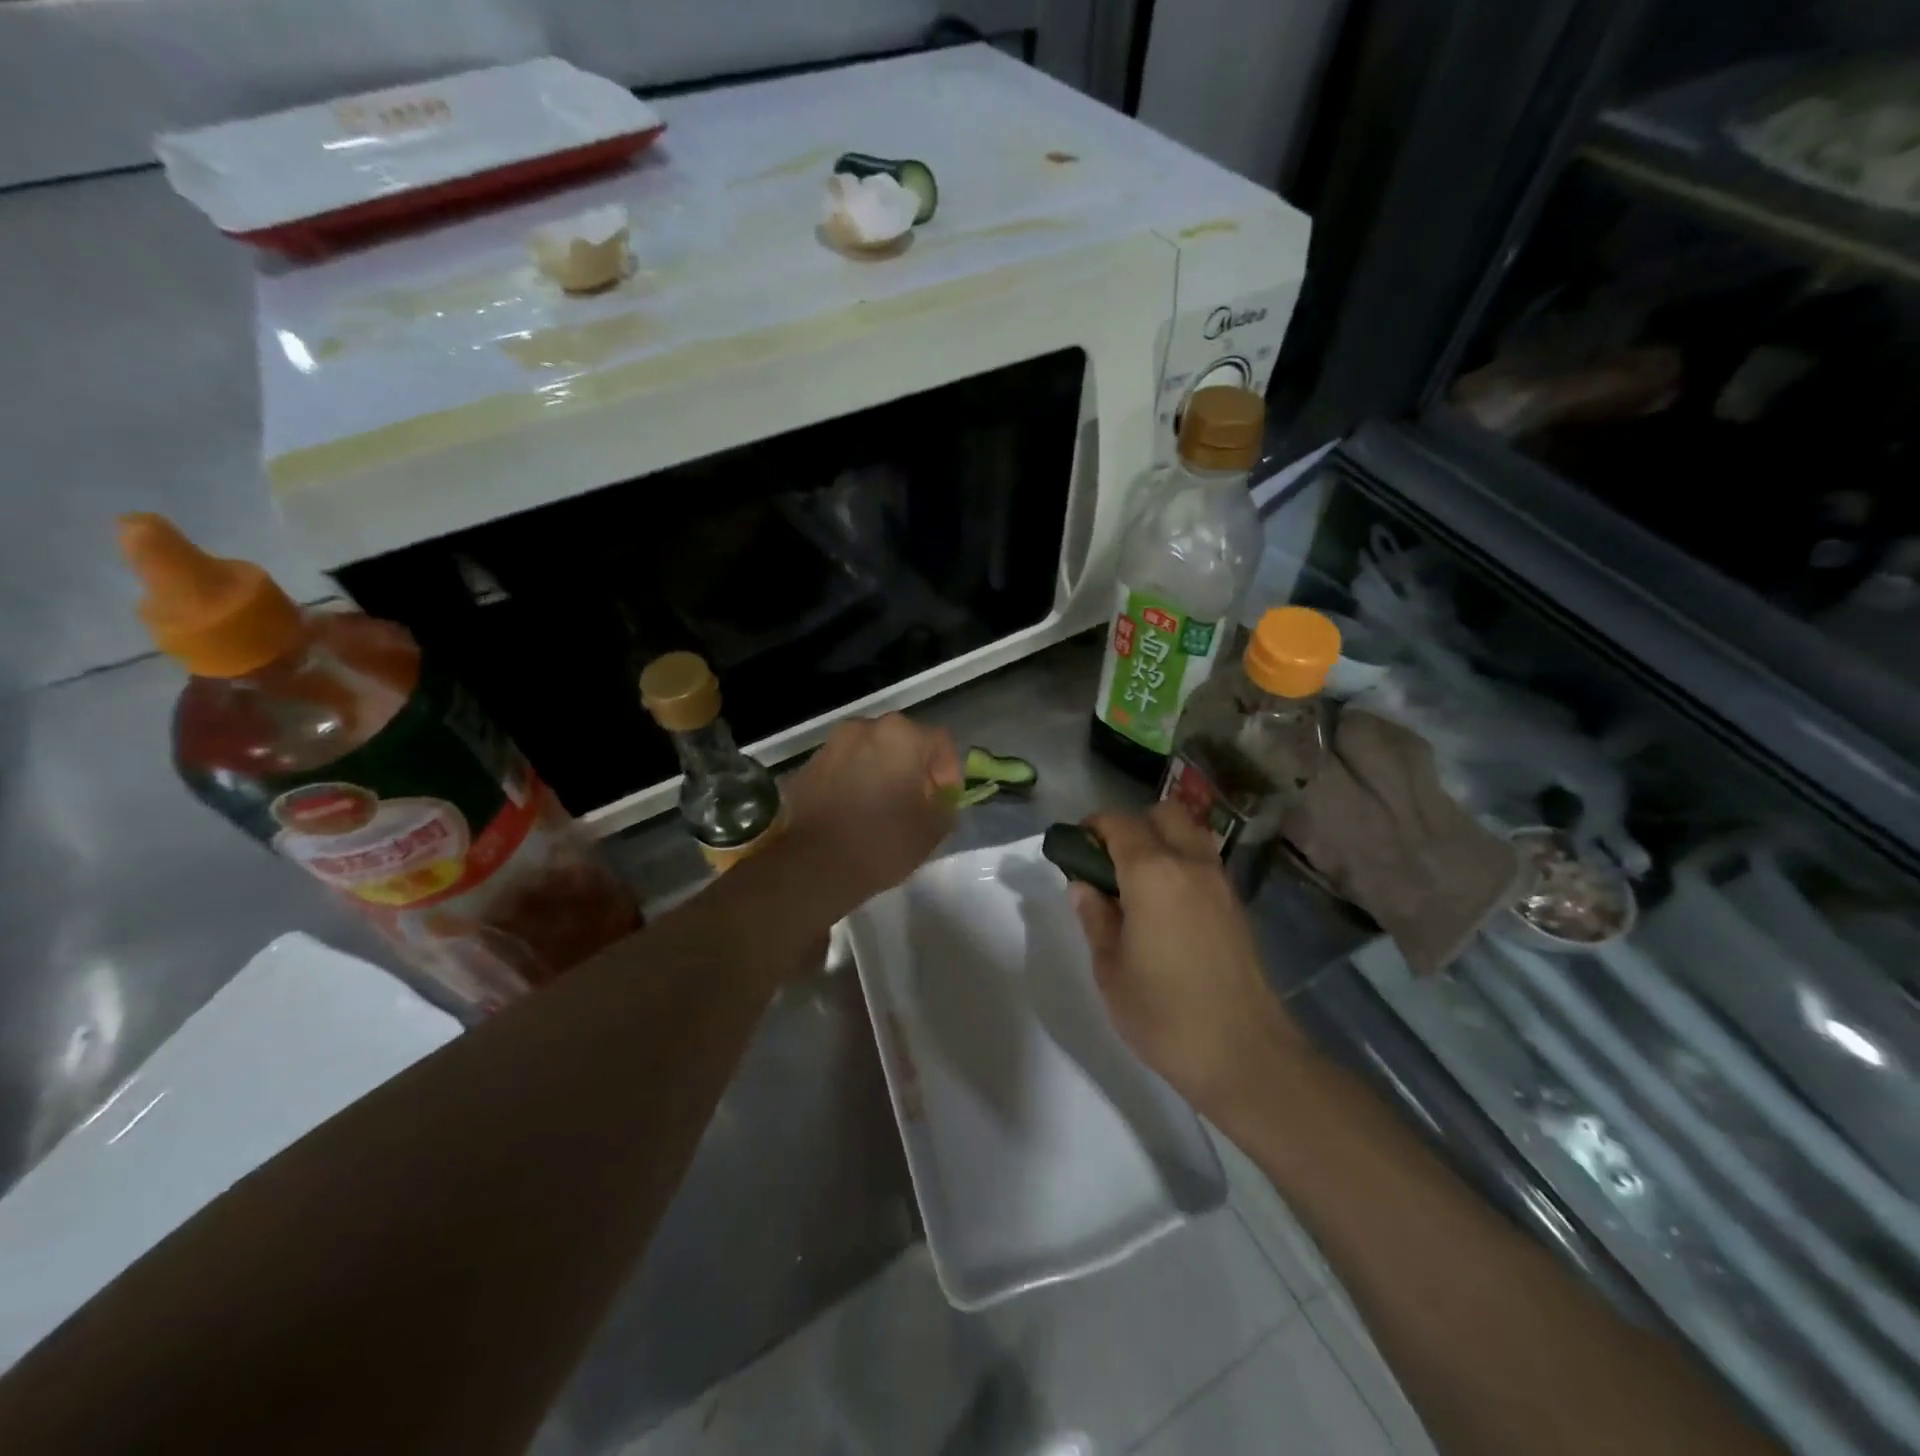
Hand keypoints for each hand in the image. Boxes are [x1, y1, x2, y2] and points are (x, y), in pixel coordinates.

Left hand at [780, 713, 961, 919]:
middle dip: (914, 769)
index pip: (940, 742)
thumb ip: (945, 806)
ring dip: (882, 773)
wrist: (813, 866)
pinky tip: (854, 814)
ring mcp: (831, 746)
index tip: (944, 802)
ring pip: (869, 753)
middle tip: (917, 803)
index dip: (950, 773)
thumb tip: (938, 800)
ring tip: (883, 808)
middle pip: (902, 742)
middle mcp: (864, 728)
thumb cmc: (882, 842)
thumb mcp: (933, 829)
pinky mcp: (807, 767)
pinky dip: (854, 783)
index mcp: (900, 735)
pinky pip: (843, 768)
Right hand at [1071, 802, 1304, 1115]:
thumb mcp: (1110, 969)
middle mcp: (1190, 864)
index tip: (1075, 848)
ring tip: (1138, 883)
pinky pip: (1204, 863)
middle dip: (1132, 825)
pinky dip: (1182, 864)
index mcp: (1152, 873)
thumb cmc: (1164, 1013)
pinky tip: (1166, 906)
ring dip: (1162, 841)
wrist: (1244, 1054)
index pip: (1119, 824)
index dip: (1093, 827)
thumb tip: (1083, 886)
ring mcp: (1220, 883)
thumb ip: (1095, 918)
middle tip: (1109, 863)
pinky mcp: (1237, 906)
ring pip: (1190, 834)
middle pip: (1163, 814)